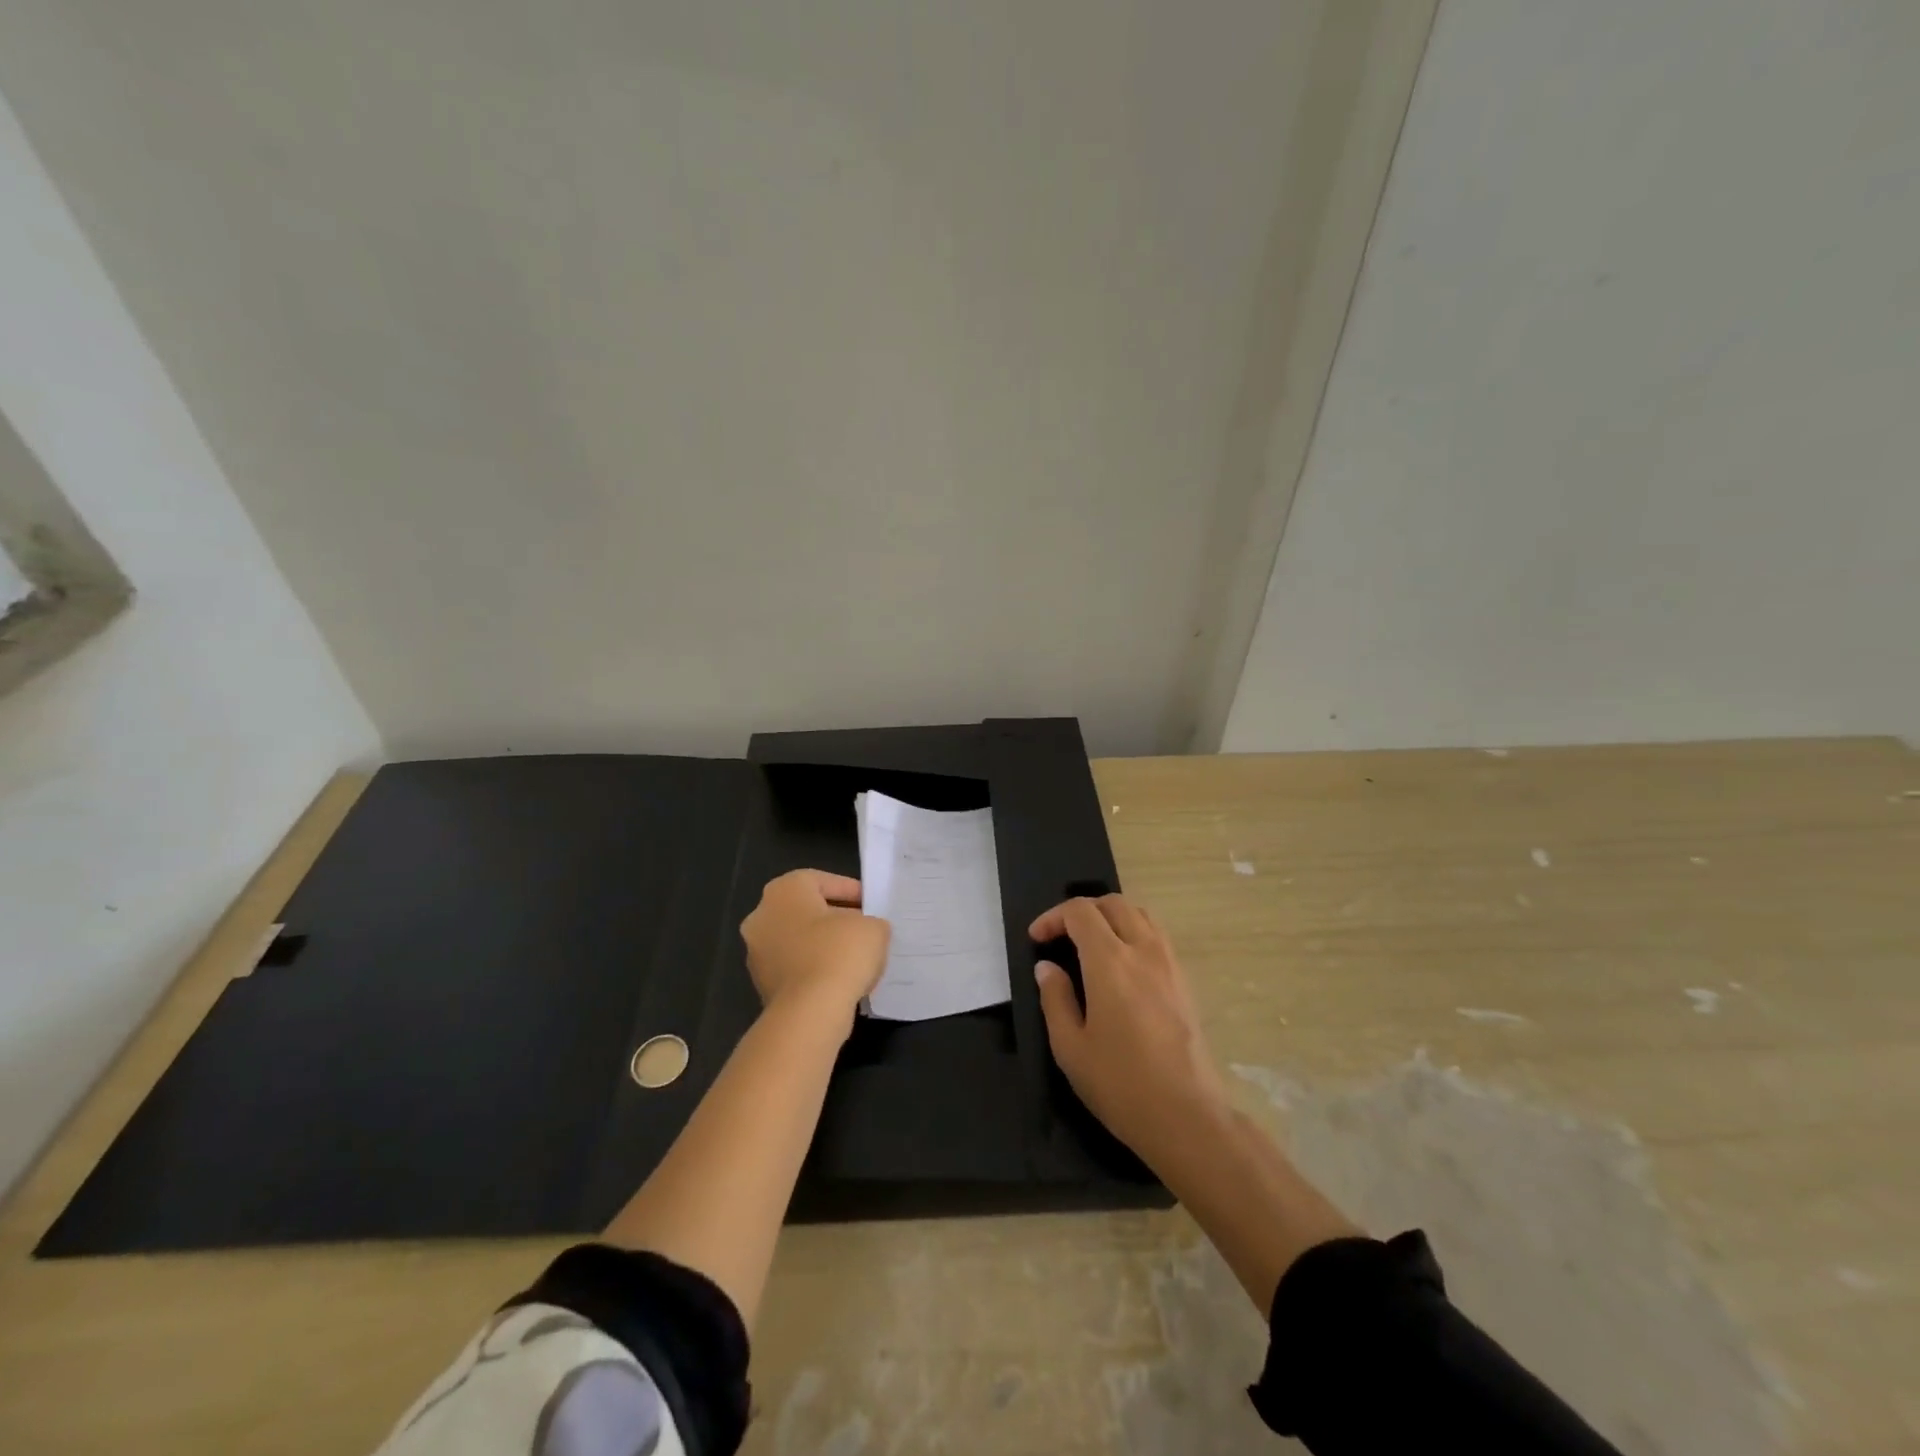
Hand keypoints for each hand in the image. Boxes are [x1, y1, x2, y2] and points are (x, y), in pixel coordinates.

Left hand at [742, 870, 889, 1018]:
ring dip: (823, 945)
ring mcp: (757, 953)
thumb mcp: (873, 927)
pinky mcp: (762, 985)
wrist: (809, 1012)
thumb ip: (871, 922)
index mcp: (784, 890)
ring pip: (798, 940)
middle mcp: (762, 916)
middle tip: (864, 929)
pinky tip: (839, 979)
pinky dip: (814, 969)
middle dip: (836, 918)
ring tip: (856, 957)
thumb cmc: (840, 953)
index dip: (851, 891)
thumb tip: (867, 931)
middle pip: (806, 910)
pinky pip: (794, 967)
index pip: (822, 881)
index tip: (872, 905)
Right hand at [1030, 895, 1228, 1169]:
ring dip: (1111, 917)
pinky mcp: (1185, 981)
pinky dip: (1134, 932)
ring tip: (1092, 944)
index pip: (1080, 912)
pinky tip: (1122, 965)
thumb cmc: (1120, 1084)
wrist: (1187, 1116)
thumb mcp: (1070, 1047)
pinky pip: (1157, 936)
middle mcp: (1143, 951)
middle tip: (1062, 937)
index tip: (1036, 939)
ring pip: (1140, 914)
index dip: (1053, 917)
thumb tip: (1048, 967)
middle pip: (1113, 903)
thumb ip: (1055, 999)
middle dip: (1082, 911)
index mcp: (1110, 962)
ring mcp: (1170, 964)